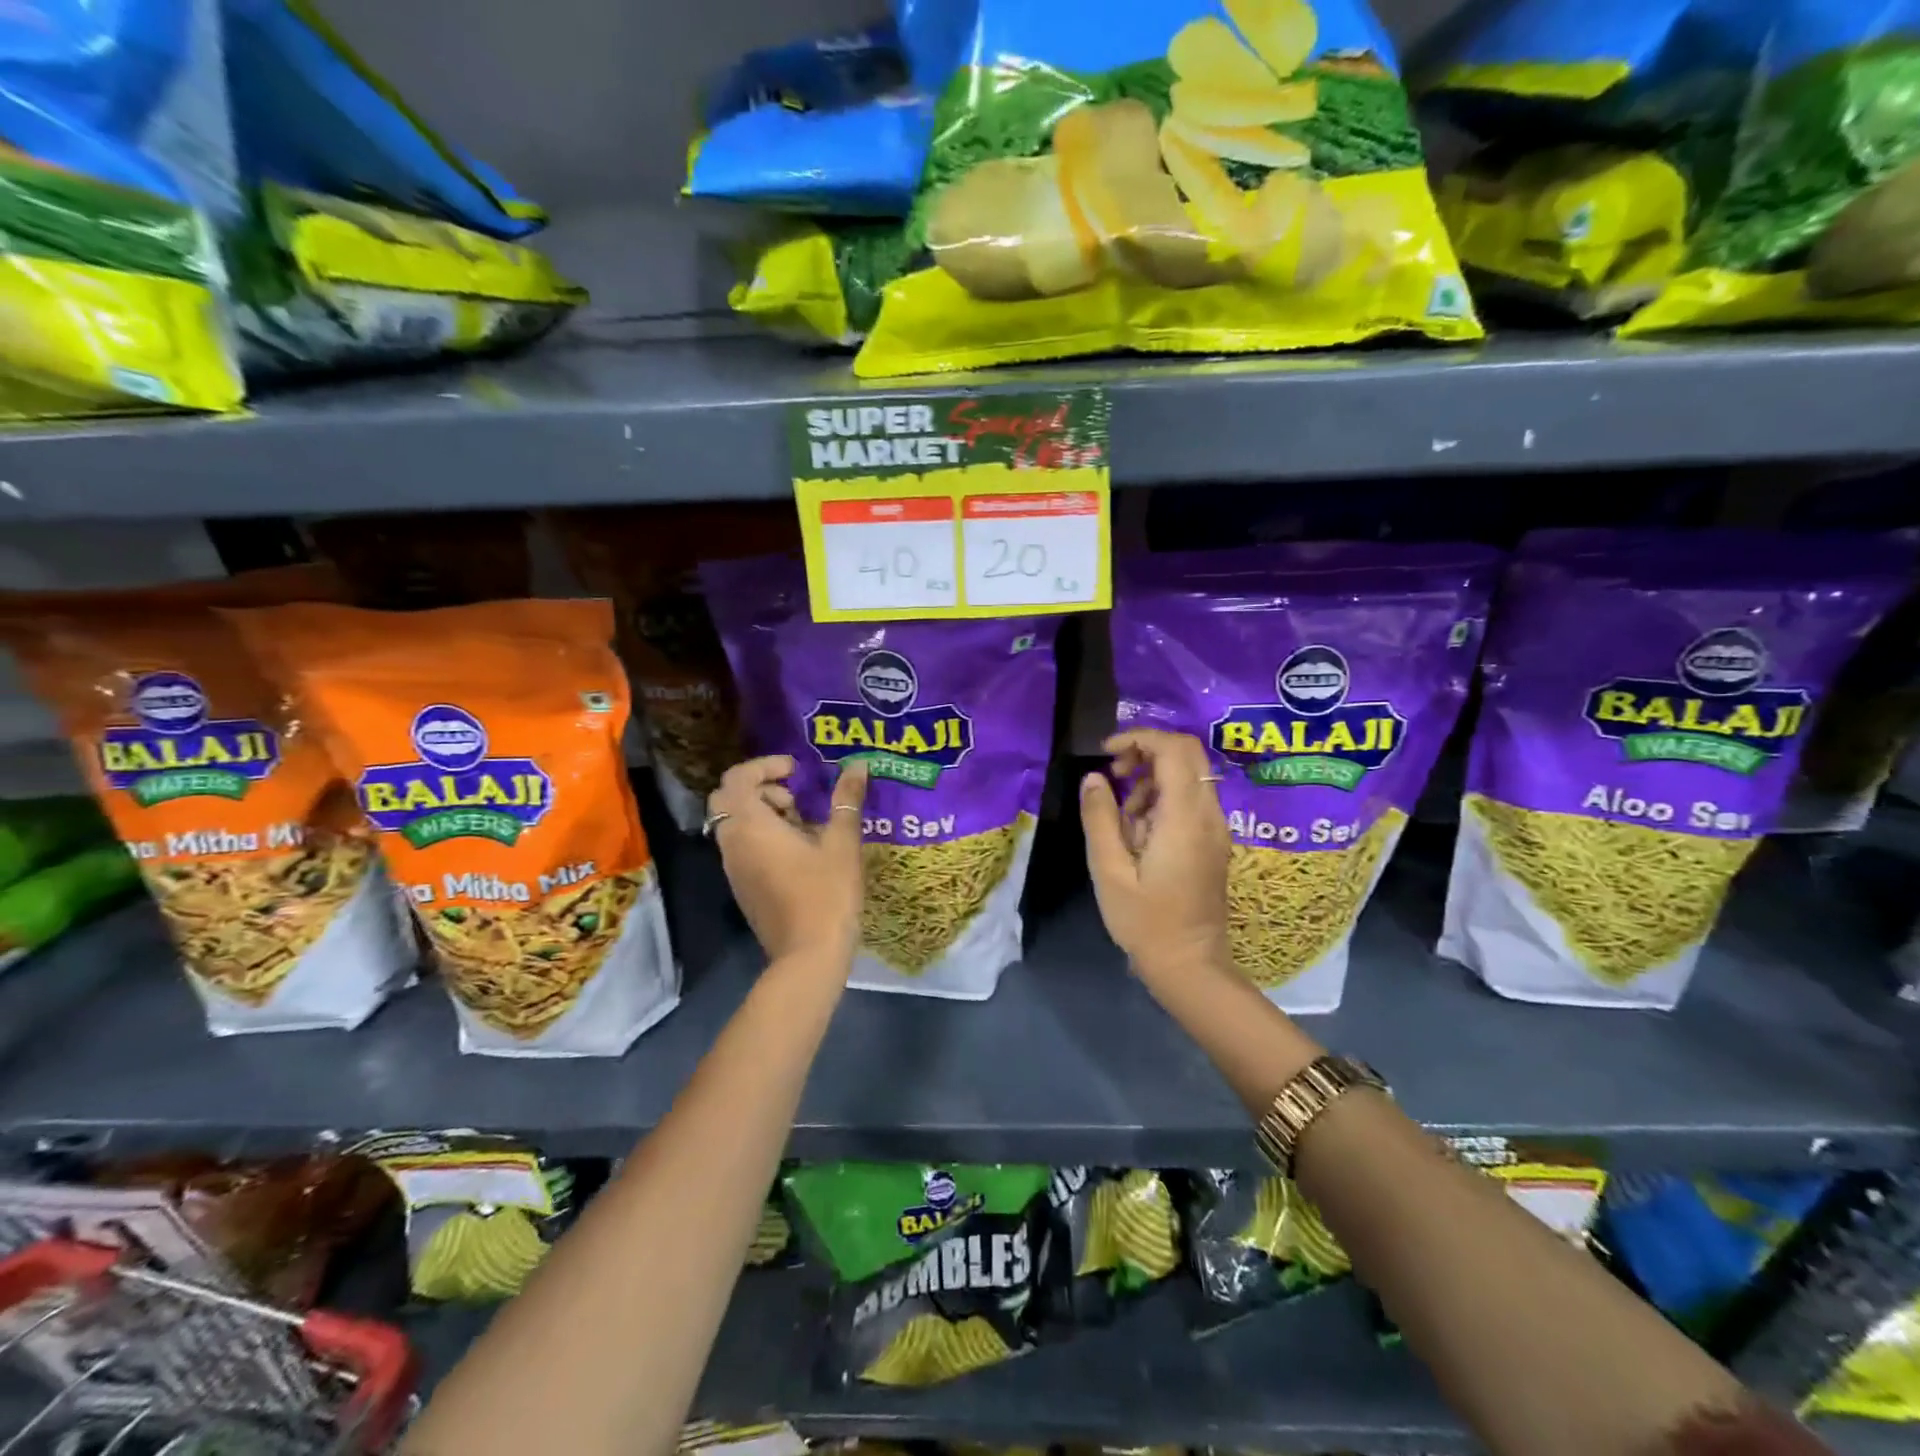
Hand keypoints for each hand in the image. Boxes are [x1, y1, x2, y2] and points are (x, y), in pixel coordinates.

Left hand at [710, 756, 868, 963]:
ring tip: (804, 823)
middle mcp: (732, 843)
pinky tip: (799, 852)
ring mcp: (733, 869)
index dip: (765, 765)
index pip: (738, 778)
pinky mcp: (742, 888)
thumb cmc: (826, 894)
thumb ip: (846, 800)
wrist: (808, 956)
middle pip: (730, 799)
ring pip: (735, 824)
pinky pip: (742, 847)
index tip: (796, 770)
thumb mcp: (842, 843)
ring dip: (763, 813)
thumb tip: (858, 765)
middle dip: (762, 788)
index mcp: (751, 825)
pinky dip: (762, 836)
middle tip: (797, 797)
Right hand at [1080, 729, 1231, 983]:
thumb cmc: (1144, 921)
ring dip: (1152, 778)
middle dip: (1146, 752)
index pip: (1174, 749)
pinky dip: (1162, 798)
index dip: (1139, 738)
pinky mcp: (1213, 842)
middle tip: (1114, 776)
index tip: (1105, 754)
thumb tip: (1094, 778)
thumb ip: (1100, 818)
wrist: (1189, 965)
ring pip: (1189, 775)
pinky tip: (1139, 831)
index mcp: (1185, 818)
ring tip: (1122, 815)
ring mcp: (1216, 829)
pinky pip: (1190, 800)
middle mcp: (1209, 815)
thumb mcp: (1109, 870)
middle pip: (1187, 754)